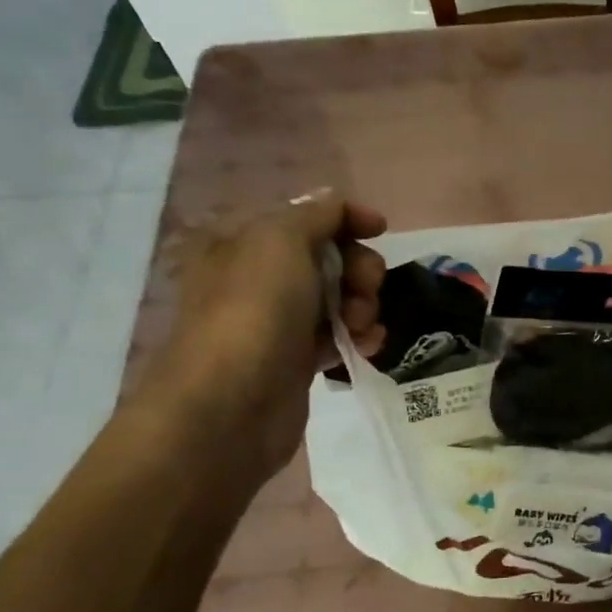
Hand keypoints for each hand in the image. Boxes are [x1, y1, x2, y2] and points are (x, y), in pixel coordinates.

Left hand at [142, 191, 386, 471]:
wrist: (231, 404)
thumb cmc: (255, 310)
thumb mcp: (281, 239)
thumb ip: (317, 215)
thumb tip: (340, 207)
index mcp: (245, 242)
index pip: (308, 216)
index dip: (347, 218)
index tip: (380, 230)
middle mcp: (259, 277)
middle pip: (331, 257)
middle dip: (359, 269)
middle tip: (363, 289)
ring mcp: (277, 321)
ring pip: (340, 298)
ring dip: (363, 306)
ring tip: (361, 326)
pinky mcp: (295, 360)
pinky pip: (339, 336)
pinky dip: (359, 336)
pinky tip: (367, 346)